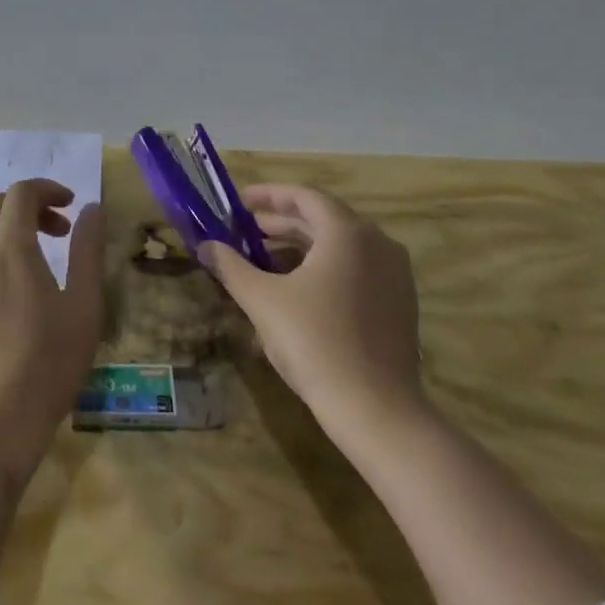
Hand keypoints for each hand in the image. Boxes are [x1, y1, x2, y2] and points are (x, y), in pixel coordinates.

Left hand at [0, 179, 103, 474]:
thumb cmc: (49, 361)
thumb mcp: (84, 304)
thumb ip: (88, 250)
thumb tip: (92, 208)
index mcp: (12, 245)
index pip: (22, 193)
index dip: (48, 191)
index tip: (70, 209)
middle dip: (26, 211)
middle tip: (54, 236)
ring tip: (9, 255)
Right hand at [198, 183, 426, 436]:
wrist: (376, 409)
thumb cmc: (315, 342)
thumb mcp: (262, 300)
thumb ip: (231, 266)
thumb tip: (205, 246)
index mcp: (347, 233)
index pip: (305, 196)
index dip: (269, 195)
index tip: (239, 202)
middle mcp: (377, 243)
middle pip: (323, 219)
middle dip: (281, 222)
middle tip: (245, 230)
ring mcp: (394, 274)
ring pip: (340, 246)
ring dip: (300, 246)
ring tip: (264, 259)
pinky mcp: (399, 302)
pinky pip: (356, 268)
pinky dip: (324, 267)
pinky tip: (297, 289)